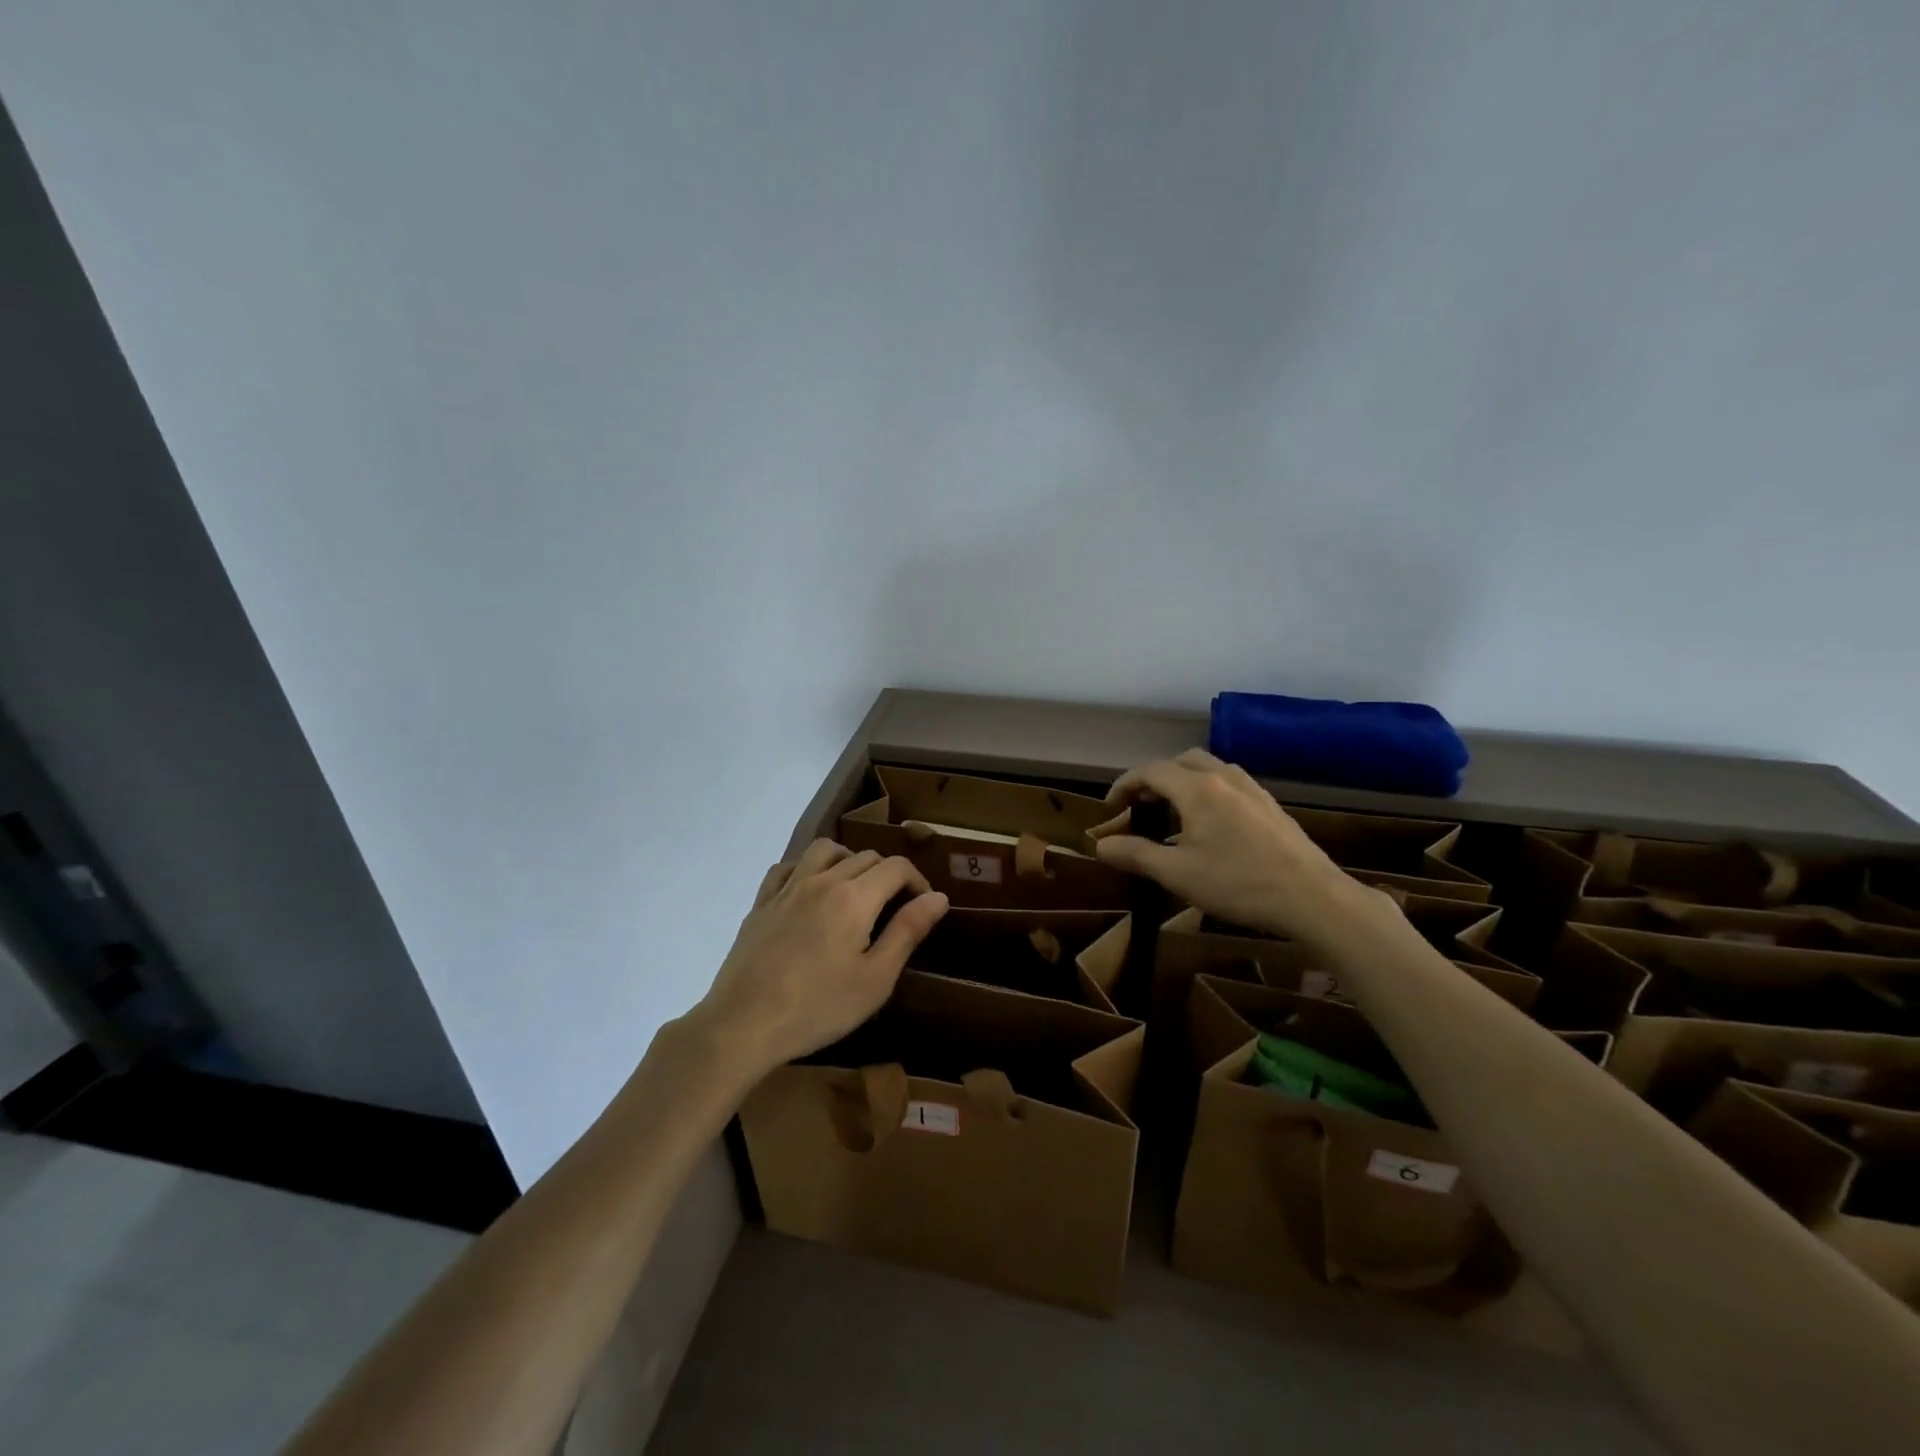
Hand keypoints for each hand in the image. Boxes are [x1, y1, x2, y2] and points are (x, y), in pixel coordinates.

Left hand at [692, 839, 949, 1079]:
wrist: (743, 1024)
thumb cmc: (818, 1007)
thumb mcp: (876, 978)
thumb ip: (908, 931)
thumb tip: (938, 896)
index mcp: (854, 897)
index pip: (896, 867)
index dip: (918, 881)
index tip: (924, 907)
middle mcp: (822, 880)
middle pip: (866, 856)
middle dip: (889, 874)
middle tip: (895, 909)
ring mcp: (787, 888)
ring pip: (825, 850)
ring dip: (849, 860)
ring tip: (856, 890)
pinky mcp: (762, 902)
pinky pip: (788, 866)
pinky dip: (808, 868)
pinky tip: (811, 892)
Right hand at [1091, 748, 1385, 944]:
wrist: (1313, 898)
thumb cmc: (1238, 883)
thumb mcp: (1177, 873)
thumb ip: (1136, 854)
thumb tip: (1100, 845)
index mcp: (1197, 788)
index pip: (1151, 770)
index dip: (1125, 784)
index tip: (1110, 807)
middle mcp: (1224, 777)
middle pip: (1181, 760)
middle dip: (1155, 778)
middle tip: (1141, 805)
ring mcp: (1252, 789)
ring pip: (1209, 769)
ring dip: (1183, 782)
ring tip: (1173, 813)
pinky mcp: (1271, 805)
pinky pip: (1229, 784)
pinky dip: (1208, 791)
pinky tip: (1210, 825)